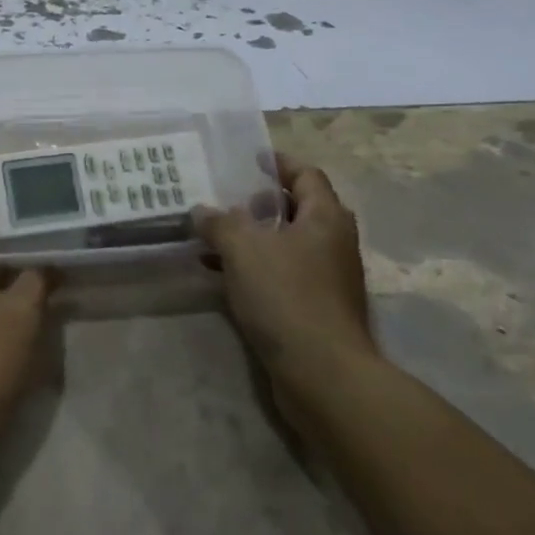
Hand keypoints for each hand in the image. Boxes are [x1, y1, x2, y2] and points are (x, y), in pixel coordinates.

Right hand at [194, 153, 375, 402]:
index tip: (247, 159)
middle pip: (296, 208)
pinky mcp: (316, 309)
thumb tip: (202, 211)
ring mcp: (328, 278)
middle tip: (225, 199)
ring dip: (252, 238)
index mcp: (325, 217)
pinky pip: (282, 275)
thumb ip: (219, 222)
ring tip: (213, 236)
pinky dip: (254, 268)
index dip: (277, 163)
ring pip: (286, 244)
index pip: (305, 174)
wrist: (323, 375)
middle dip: (259, 202)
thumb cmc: (287, 296)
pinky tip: (220, 275)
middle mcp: (333, 242)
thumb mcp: (243, 248)